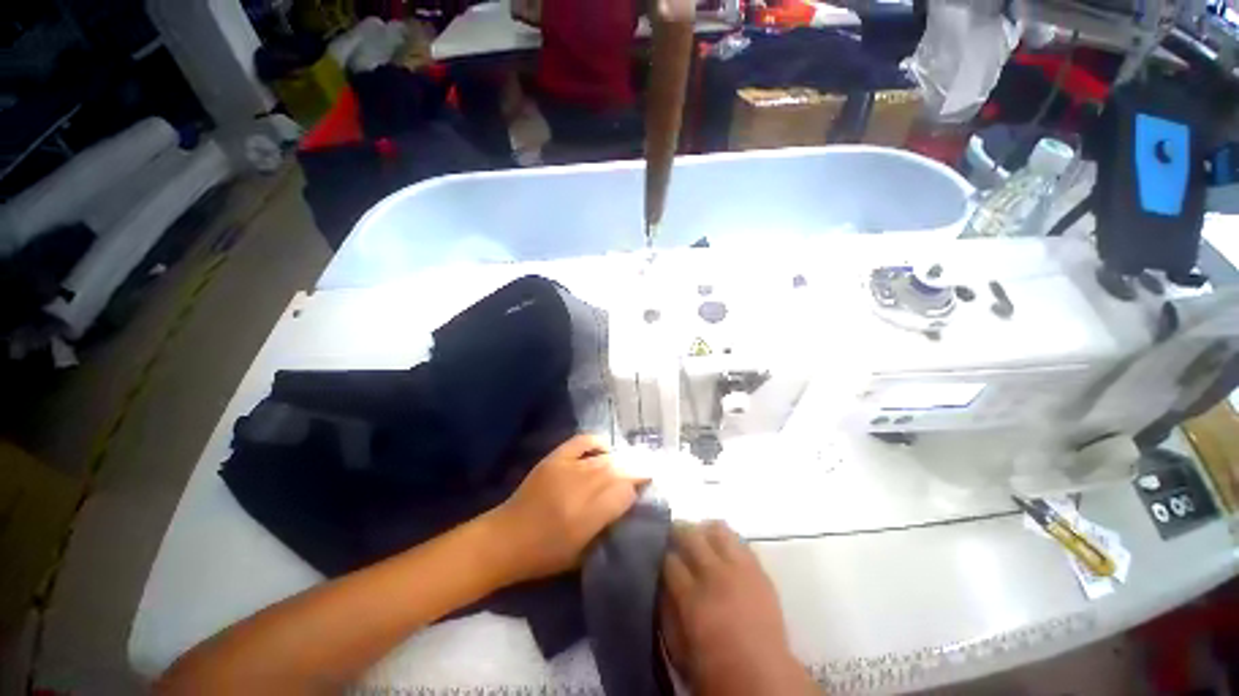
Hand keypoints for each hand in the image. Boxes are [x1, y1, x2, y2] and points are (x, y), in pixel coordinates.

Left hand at [486, 434, 646, 583]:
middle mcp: (578, 489)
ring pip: (604, 459)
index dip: (637, 491)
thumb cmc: (544, 556)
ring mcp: (565, 469)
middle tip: (648, 472)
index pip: (624, 494)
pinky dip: (597, 442)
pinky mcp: (554, 458)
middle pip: (618, 471)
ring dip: (622, 459)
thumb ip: (608, 530)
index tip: (645, 492)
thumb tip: (629, 507)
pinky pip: (582, 441)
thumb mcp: (582, 556)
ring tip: (632, 463)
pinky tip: (606, 448)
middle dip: (636, 470)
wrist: (505, 539)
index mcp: (586, 518)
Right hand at [661, 521, 818, 695]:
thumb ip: (666, 612)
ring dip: (704, 530)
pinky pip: (740, 542)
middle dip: (677, 531)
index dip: (661, 554)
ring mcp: (739, 570)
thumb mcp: (679, 649)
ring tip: (699, 537)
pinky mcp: (758, 570)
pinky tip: (722, 548)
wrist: (764, 678)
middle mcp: (714, 575)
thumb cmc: (715, 669)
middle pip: (691, 535)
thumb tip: (660, 584)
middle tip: (672, 534)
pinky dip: (727, 540)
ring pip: (717, 530)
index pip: (669, 560)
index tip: (658, 554)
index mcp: (691, 598)